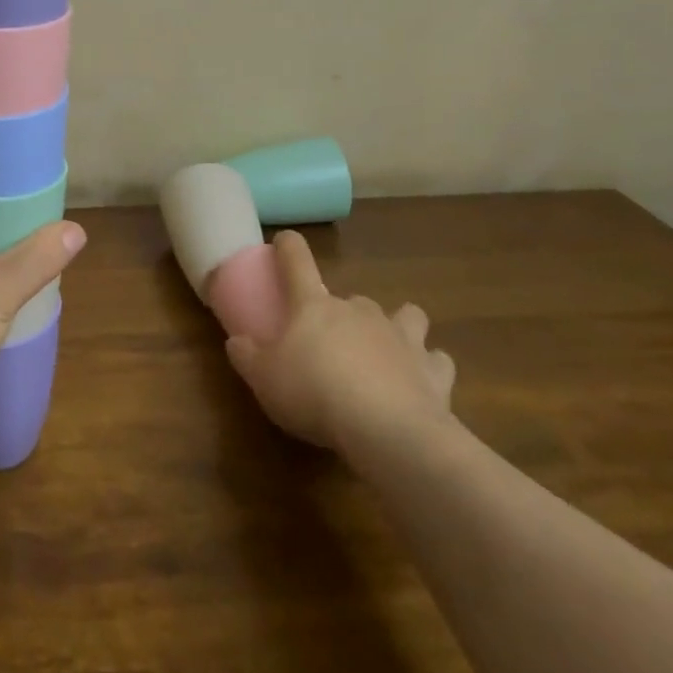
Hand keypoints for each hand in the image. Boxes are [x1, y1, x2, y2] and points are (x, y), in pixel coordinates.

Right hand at [225, 230, 456, 464]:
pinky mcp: (433, 370)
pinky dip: (428, 366)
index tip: (283, 241)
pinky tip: (419, 382)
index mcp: (314, 306)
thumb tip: (236, 341)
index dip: (288, 246)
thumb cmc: (314, 393)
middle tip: (332, 342)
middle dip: (344, 312)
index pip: (297, 261)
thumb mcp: (263, 378)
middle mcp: (359, 311)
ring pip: (405, 315)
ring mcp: (401, 337)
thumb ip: (246, 356)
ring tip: (385, 351)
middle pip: (352, 296)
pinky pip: (435, 359)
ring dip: (396, 327)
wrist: (387, 431)